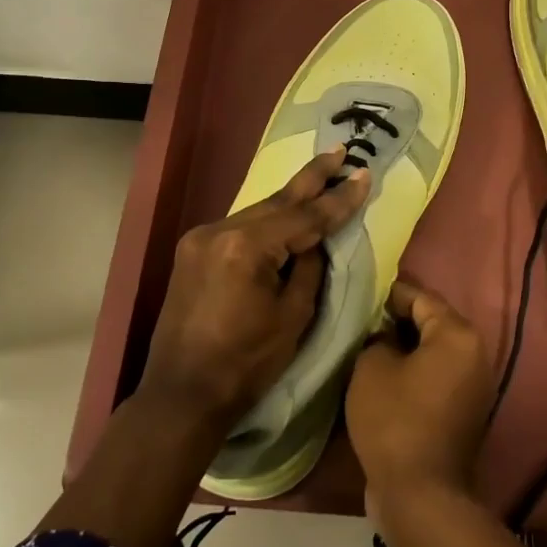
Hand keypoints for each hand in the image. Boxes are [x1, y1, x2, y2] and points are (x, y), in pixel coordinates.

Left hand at [141, 147, 370, 429]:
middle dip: (312, 179)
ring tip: (322, 175)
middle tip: (340, 152)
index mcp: (245, 247)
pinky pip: (240, 227)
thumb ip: (307, 268)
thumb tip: (313, 242)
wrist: (182, 394)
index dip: (338, 199)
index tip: (364, 175)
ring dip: (291, 200)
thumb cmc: (245, 363)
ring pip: (258, 212)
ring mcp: (200, 238)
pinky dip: (267, 221)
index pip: (304, 217)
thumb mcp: (293, 316)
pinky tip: (287, 211)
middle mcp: (218, 231)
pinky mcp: (193, 251)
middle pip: (277, 202)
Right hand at [347, 280, 495, 512]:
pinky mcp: (467, 411)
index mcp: (458, 335)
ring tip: (372, 347)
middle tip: (365, 321)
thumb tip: (386, 338)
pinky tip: (388, 377)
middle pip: (433, 322)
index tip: (365, 293)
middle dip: (399, 319)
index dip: (391, 293)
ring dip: (408, 347)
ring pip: (436, 351)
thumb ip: (378, 339)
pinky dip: (417, 371)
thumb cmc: (395, 420)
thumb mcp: (372, 368)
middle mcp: (476, 354)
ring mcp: (476, 385)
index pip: (421, 297)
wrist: (421, 494)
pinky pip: (439, 376)